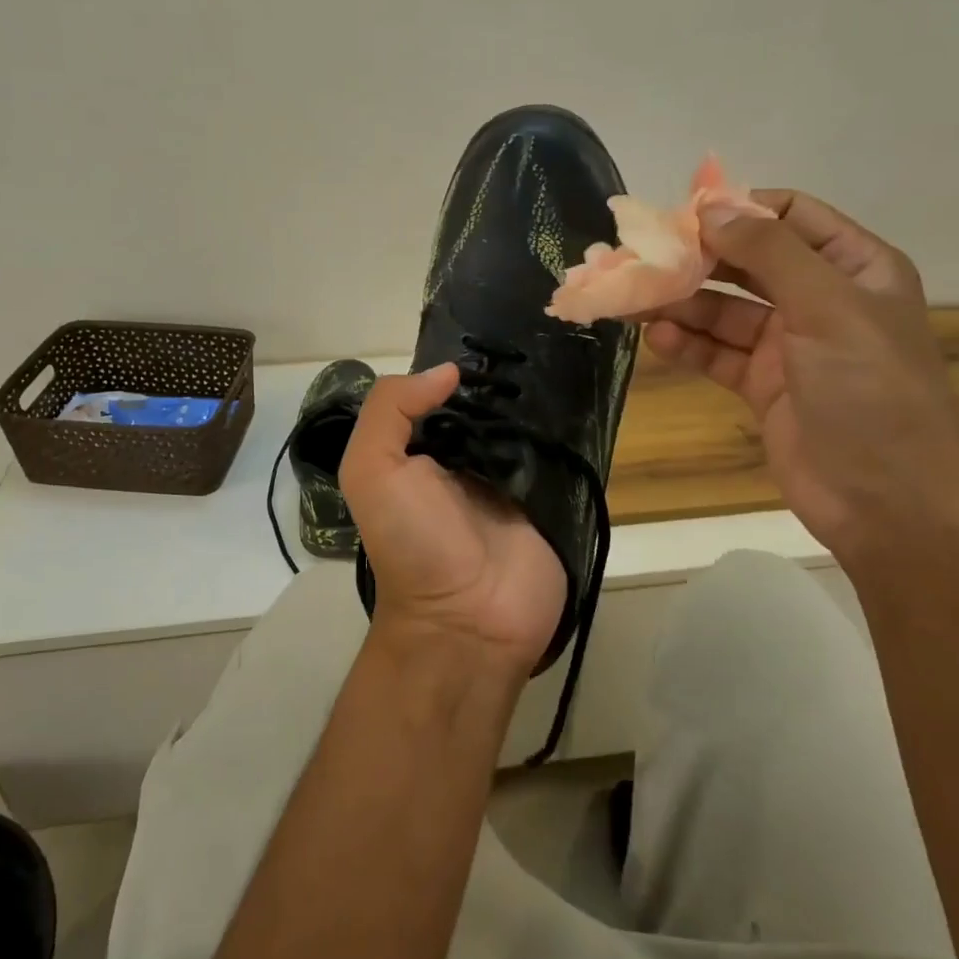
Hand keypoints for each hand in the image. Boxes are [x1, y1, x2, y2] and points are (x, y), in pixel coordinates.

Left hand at [340, 365, 566, 679]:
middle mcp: (467, 459)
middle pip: (490, 405)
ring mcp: (513, 479)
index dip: (461, 366)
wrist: (467, 623)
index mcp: (423, 450)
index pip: (444, 394)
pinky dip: (572, 430)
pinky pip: (564, 455)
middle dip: (508, 377)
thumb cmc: (412, 542)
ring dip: (544, 399)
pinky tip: (587, 395)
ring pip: (530, 424)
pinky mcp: (552, 499)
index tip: (491, 334)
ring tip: (568, 354)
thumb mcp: (372, 471)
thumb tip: (447, 371)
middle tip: (541, 335)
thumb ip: (390, 411)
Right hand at [642, 190, 958, 560]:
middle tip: (643, 258)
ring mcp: (790, 345)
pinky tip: (657, 340)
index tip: (681, 215)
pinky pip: (717, 352)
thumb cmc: (871, 392)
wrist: (889, 505)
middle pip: (747, 262)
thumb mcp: (828, 308)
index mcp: (855, 268)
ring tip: (634, 301)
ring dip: (681, 304)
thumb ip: (769, 252)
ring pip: (724, 310)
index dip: (738, 208)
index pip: (790, 215)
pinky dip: (687, 345)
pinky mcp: (763, 385)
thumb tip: (709, 207)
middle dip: (697, 259)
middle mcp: (821, 299)